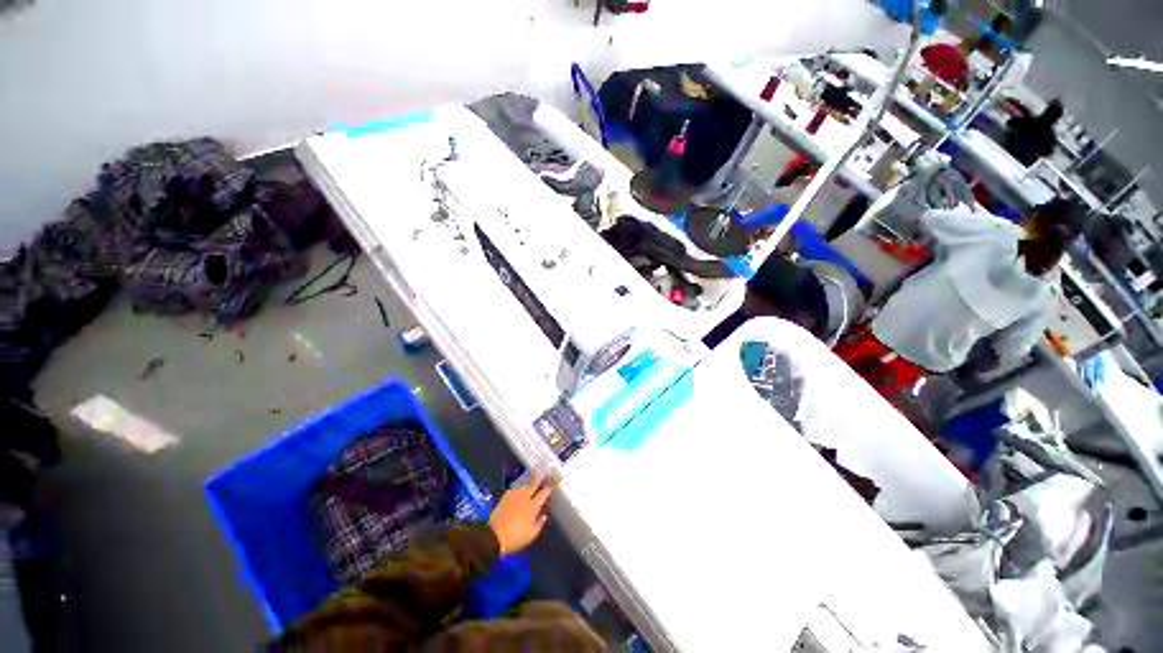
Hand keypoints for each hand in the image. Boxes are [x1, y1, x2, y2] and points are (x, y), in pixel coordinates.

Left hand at [488, 473, 558, 555]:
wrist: (492, 536)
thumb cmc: (515, 537)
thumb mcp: (531, 534)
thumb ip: (539, 523)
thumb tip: (544, 515)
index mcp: (533, 506)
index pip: (545, 492)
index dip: (551, 485)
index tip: (557, 478)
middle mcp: (524, 497)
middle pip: (534, 482)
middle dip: (541, 474)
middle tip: (547, 468)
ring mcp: (514, 495)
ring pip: (525, 483)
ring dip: (531, 477)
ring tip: (536, 472)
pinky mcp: (505, 497)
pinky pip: (517, 487)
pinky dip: (522, 484)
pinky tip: (522, 484)